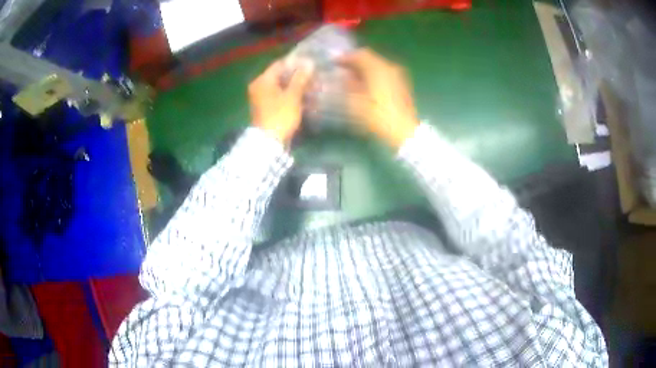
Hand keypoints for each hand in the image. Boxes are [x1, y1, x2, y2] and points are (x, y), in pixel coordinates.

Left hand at [249, 60, 312, 143]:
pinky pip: (280, 97)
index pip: (280, 64)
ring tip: (313, 88)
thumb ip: (300, 78)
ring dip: (296, 87)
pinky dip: (291, 97)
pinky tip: (305, 99)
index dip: (296, 63)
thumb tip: (309, 63)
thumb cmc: (280, 115)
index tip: (310, 64)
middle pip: (280, 76)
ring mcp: (261, 98)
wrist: (269, 142)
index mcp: (262, 80)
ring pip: (281, 87)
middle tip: (314, 77)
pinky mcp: (266, 108)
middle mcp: (259, 86)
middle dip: (298, 77)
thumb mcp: (292, 95)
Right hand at [340, 48, 418, 148]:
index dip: (346, 57)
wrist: (403, 130)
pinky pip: (384, 74)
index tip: (334, 63)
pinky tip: (365, 85)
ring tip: (351, 78)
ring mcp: (398, 75)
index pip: (361, 54)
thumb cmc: (378, 116)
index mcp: (379, 68)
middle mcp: (390, 67)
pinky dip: (373, 75)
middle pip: (370, 58)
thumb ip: (349, 84)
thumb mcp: (357, 101)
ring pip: (378, 66)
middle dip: (355, 62)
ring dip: (364, 69)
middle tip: (341, 69)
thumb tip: (345, 76)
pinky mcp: (402, 84)